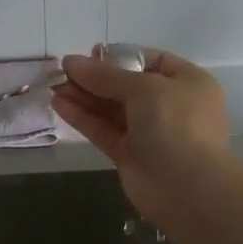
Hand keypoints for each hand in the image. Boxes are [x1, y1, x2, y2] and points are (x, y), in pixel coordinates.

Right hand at [52, 46, 231, 224]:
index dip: (119, 56)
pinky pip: (104, 129)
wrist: (188, 189)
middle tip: (63, 71)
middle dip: (95, 78)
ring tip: (54, 86)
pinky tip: (60, 104)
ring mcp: (149, 131)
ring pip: (112, 108)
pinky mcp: (130, 154)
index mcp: (186, 82)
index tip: (90, 54)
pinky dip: (83, 117)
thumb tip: (72, 61)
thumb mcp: (144, 88)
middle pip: (126, 85)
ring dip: (84, 96)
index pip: (150, 60)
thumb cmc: (176, 125)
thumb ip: (106, 75)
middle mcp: (169, 104)